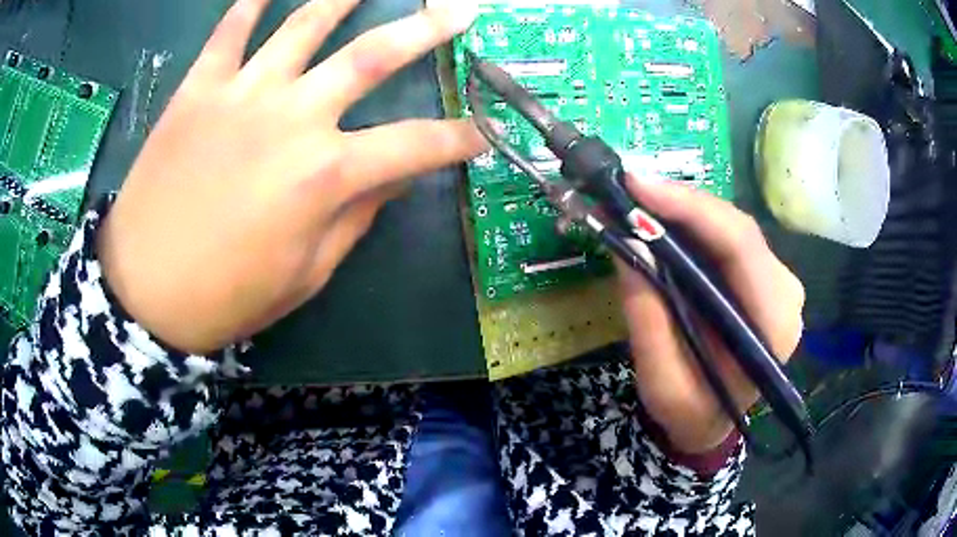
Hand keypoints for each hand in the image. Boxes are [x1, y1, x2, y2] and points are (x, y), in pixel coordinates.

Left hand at [98, 0, 485, 352]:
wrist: (145, 293)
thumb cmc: (227, 296)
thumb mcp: (306, 274)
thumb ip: (356, 217)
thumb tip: (394, 176)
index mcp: (325, 174)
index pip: (416, 144)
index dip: (459, 138)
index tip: (484, 133)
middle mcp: (293, 117)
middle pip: (372, 57)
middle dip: (425, 30)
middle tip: (458, 11)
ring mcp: (241, 94)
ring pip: (303, 25)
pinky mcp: (197, 90)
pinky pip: (229, 32)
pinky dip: (250, 3)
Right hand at [618, 176, 804, 453]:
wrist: (712, 421)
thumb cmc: (691, 412)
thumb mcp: (662, 384)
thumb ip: (649, 320)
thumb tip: (627, 246)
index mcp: (773, 325)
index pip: (741, 247)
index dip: (691, 209)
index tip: (637, 188)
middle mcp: (785, 293)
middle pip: (737, 228)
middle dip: (681, 204)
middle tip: (628, 191)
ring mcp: (776, 281)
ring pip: (731, 226)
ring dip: (683, 211)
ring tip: (638, 203)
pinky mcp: (760, 276)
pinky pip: (726, 237)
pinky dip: (691, 225)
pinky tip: (662, 221)